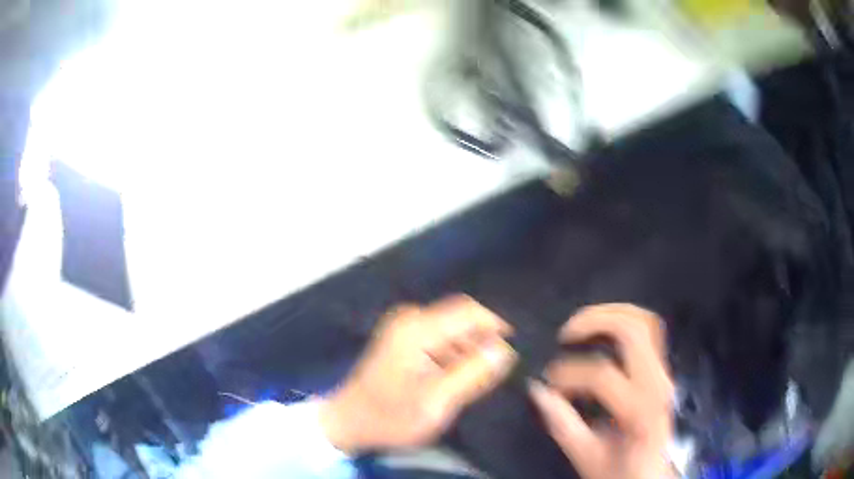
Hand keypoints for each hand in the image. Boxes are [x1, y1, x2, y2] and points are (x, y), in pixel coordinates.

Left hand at [319, 295, 516, 453]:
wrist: (350, 421)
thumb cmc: (390, 416)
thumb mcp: (435, 402)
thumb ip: (472, 374)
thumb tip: (505, 350)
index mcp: (417, 329)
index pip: (470, 311)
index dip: (497, 327)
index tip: (514, 353)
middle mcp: (411, 319)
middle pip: (463, 320)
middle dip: (484, 343)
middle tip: (498, 374)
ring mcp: (406, 328)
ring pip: (455, 331)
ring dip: (470, 352)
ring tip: (479, 381)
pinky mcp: (406, 340)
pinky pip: (442, 339)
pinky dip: (456, 356)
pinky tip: (459, 379)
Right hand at [529, 304, 674, 478]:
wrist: (651, 476)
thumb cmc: (620, 471)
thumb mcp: (586, 456)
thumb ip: (562, 423)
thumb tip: (537, 389)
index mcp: (639, 410)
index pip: (603, 374)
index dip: (568, 373)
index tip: (547, 383)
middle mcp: (658, 383)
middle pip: (633, 330)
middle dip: (595, 321)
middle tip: (566, 333)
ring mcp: (664, 373)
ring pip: (646, 321)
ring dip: (612, 313)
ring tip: (583, 324)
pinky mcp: (662, 370)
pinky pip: (648, 332)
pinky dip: (624, 322)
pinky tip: (603, 333)